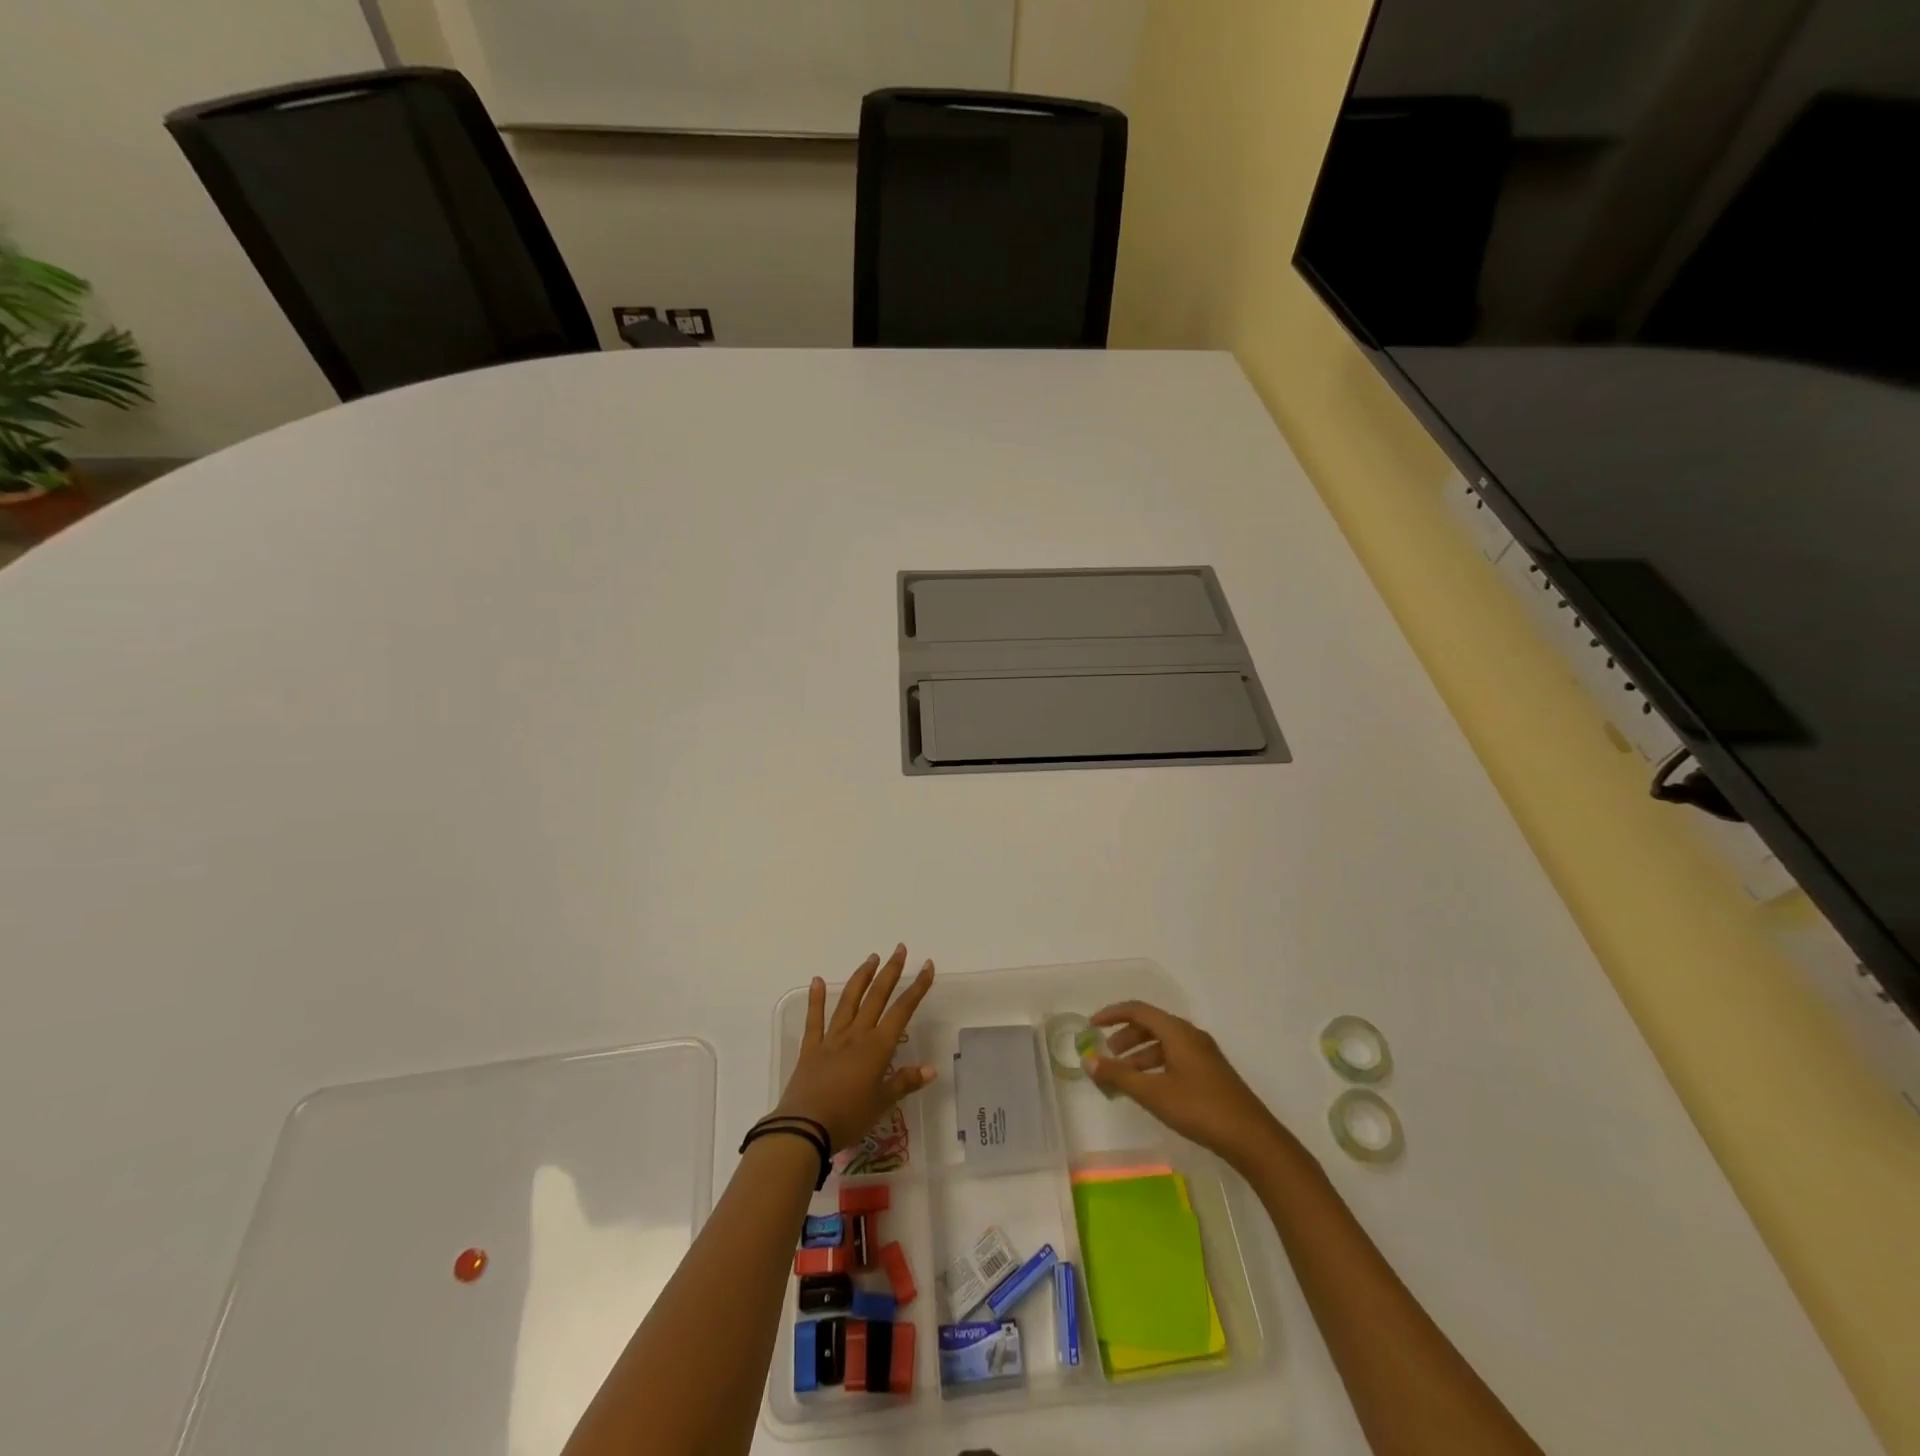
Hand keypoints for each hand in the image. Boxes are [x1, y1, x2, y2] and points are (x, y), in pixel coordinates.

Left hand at [773, 945, 936, 1150]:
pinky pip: (814, 1019)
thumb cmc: (849, 1117)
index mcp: (877, 1047)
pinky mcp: (811, 1048)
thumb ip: (905, 1082)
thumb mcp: (882, 1103)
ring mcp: (832, 1038)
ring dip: (862, 977)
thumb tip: (932, 1068)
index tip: (928, 966)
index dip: (917, 988)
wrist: (805, 1128)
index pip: (902, 1010)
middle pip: (877, 997)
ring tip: (872, 958)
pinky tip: (818, 980)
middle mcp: (857, 1035)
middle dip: (891, 971)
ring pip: (849, 1000)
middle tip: (899, 949)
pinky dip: (816, 998)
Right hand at [1086, 1001, 1285, 1168]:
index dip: (1112, 1014)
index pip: (1138, 1010)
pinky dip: (1154, 1066)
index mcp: (1177, 1031)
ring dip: (1139, 1055)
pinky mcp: (1209, 1073)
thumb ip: (1119, 1075)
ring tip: (1122, 1078)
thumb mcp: (1153, 1092)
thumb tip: (1088, 1060)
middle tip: (1106, 1056)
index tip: (1091, 1026)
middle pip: (1150, 1025)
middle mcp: (1190, 1035)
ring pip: (1163, 1044)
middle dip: (1124, 1038)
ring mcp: (1203, 1054)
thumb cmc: (1199, 1108)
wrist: (1251, 1138)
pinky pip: (1174, 1058)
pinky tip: (1148, 1089)